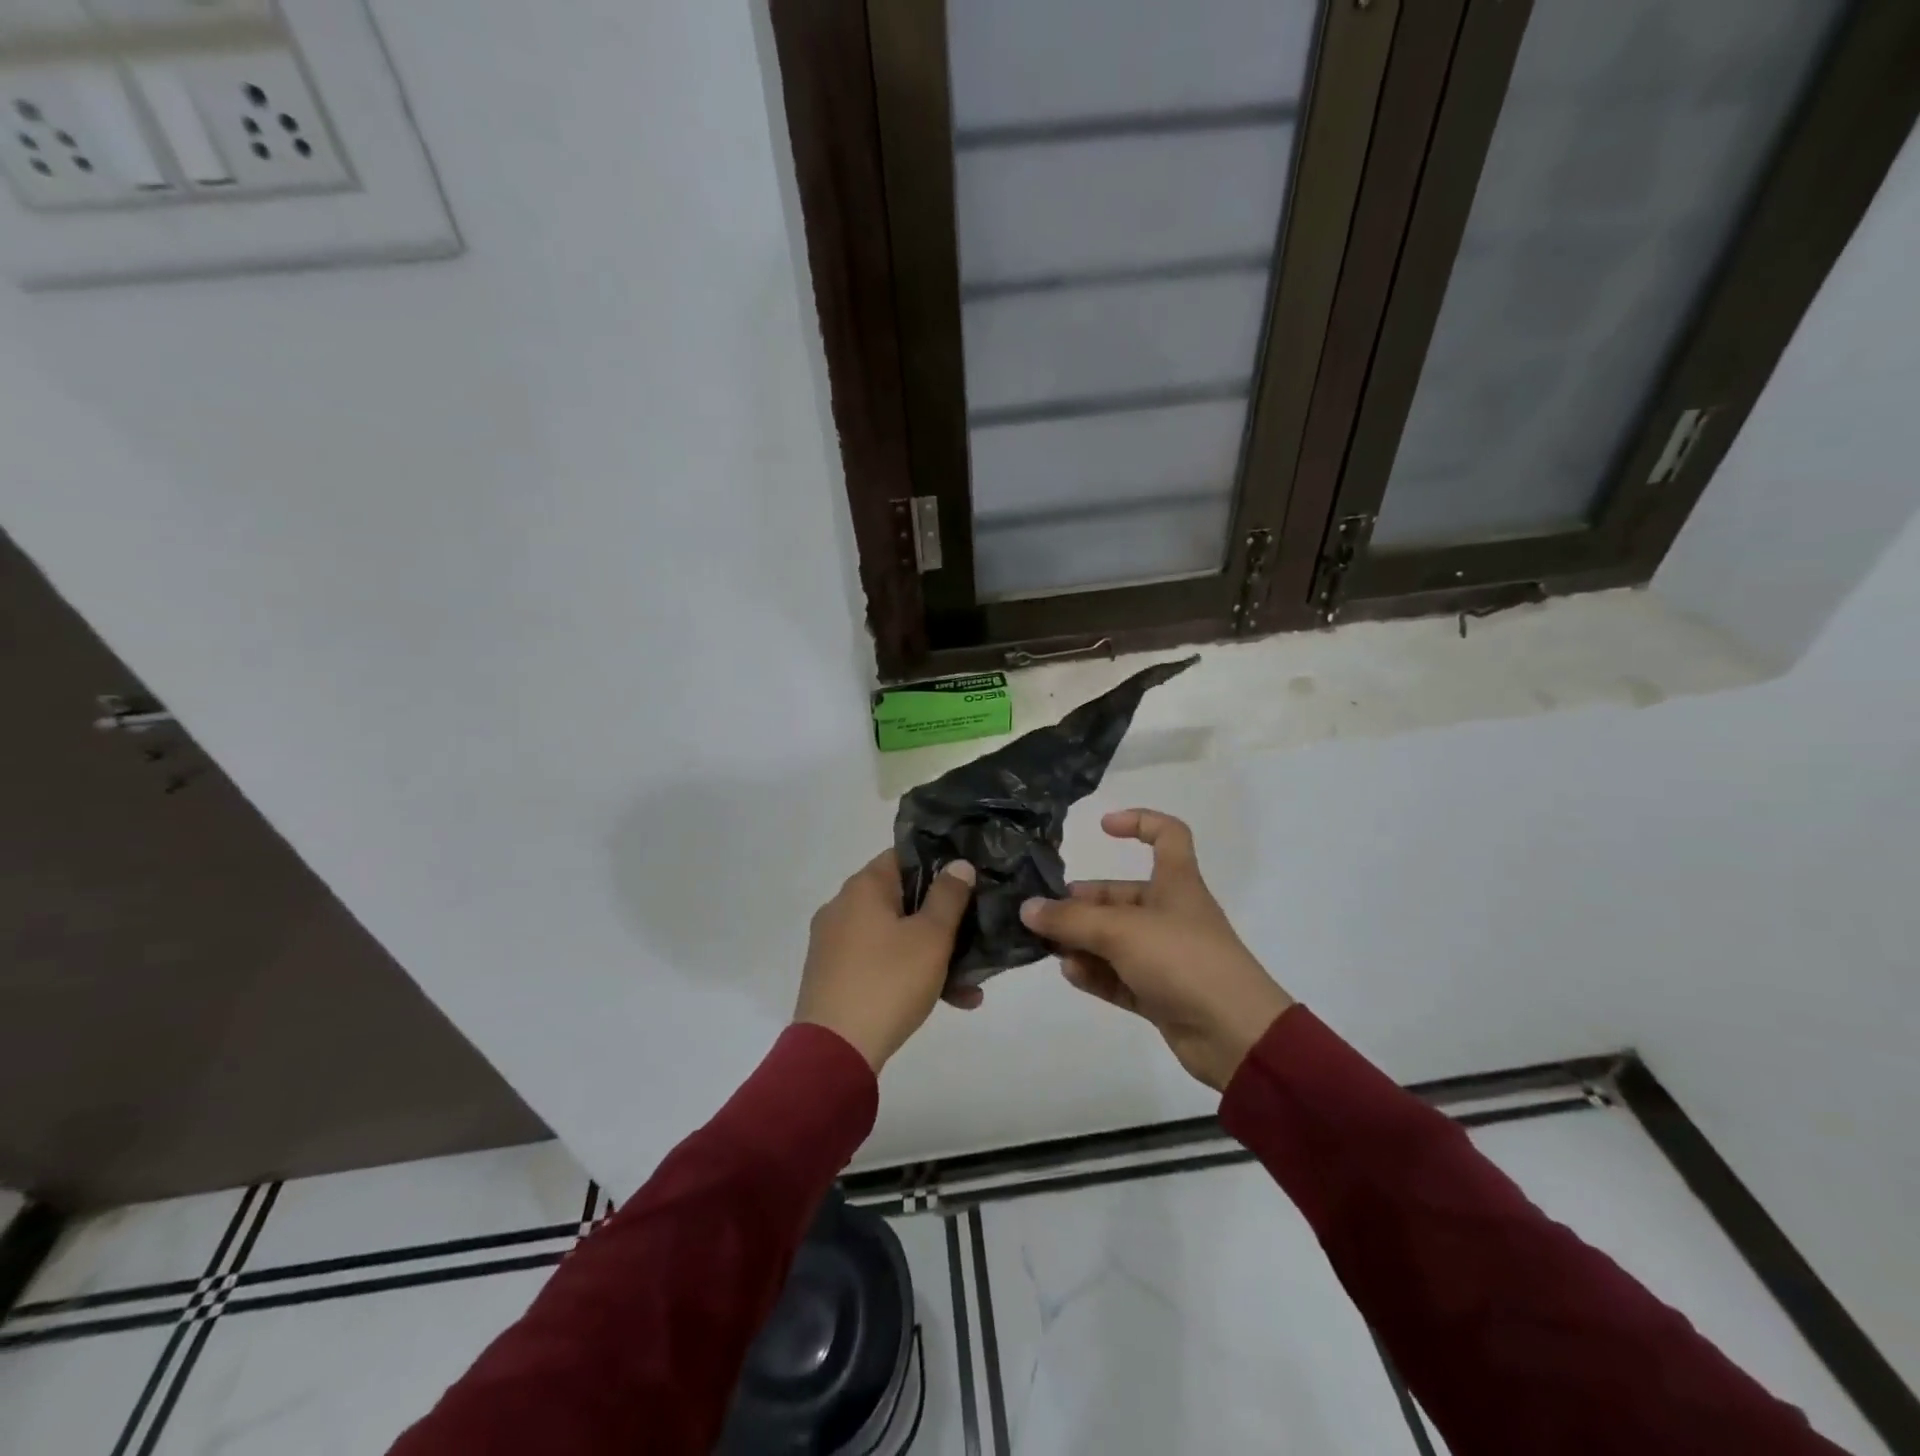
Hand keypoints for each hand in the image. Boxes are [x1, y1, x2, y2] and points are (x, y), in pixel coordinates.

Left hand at [795, 852, 976, 1072]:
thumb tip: (958, 864)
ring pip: (895, 937)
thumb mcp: (931, 937)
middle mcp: (843, 907)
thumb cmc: (889, 981)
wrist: (835, 1051)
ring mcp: (835, 943)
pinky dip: (909, 974)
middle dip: (942, 920)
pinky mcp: (834, 976)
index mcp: (863, 887)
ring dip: (932, 955)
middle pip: (902, 900)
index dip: (940, 865)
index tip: (970, 881)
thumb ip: (949, 896)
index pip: (905, 856)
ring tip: (970, 986)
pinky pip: (880, 963)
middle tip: (976, 937)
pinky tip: (947, 1001)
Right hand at [1020, 809, 1293, 1091]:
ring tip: (1047, 948)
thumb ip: (1071, 919)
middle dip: (1083, 903)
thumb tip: (1027, 908)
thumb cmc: (1182, 960)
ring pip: (1114, 940)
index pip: (1167, 835)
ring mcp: (1165, 957)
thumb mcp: (1121, 931)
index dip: (1138, 822)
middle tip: (1043, 915)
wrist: (1235, 1036)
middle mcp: (1170, 914)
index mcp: (1176, 883)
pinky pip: (1118, 976)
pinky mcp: (1160, 994)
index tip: (1102, 828)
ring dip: (1081, 941)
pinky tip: (1070, 973)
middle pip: (1121, 896)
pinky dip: (1095, 974)